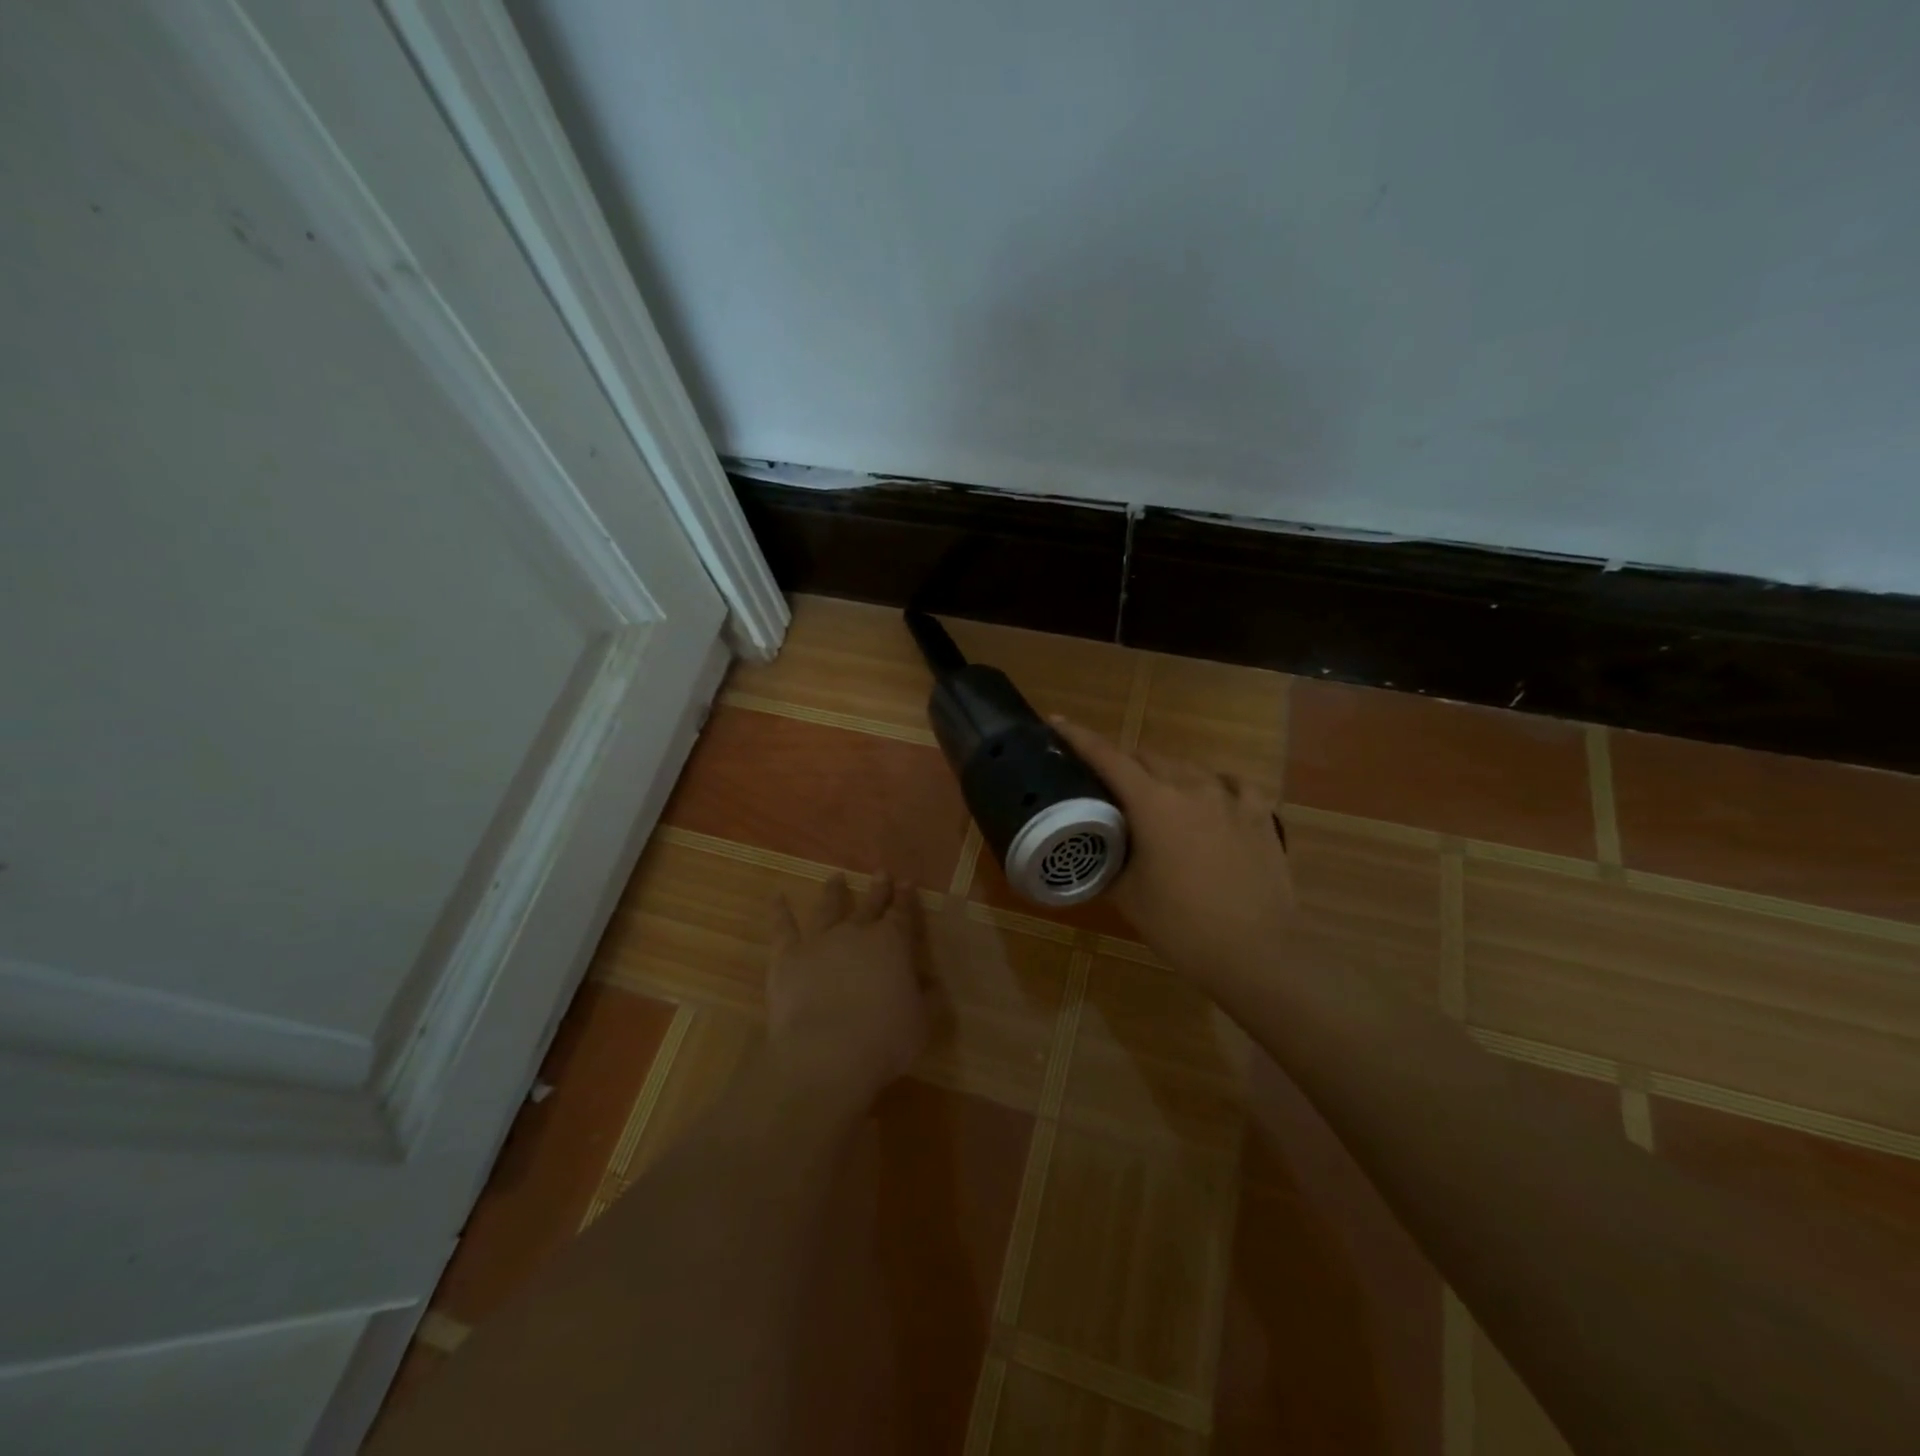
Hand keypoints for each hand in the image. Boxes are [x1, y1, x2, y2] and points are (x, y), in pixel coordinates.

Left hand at [766, 873, 928, 1108]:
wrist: (827, 1054)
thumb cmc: (884, 1039)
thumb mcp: (921, 1021)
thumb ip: (926, 997)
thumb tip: (930, 983)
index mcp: (892, 944)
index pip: (902, 914)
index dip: (906, 898)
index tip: (907, 882)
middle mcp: (856, 933)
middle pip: (869, 905)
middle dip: (877, 889)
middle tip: (880, 873)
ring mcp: (819, 942)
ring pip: (828, 909)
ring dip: (833, 892)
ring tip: (835, 877)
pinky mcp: (787, 958)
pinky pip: (782, 929)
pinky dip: (779, 911)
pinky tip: (776, 897)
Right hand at [1054, 718, 1295, 979]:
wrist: (1255, 952)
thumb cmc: (1181, 925)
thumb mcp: (1127, 895)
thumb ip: (1107, 858)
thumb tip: (1094, 845)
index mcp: (1153, 802)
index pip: (1108, 757)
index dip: (1079, 738)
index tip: (1057, 723)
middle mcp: (1191, 786)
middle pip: (1147, 757)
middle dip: (1122, 763)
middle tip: (1106, 784)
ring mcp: (1231, 797)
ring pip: (1187, 767)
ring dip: (1164, 774)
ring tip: (1156, 797)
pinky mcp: (1260, 813)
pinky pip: (1230, 783)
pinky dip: (1212, 786)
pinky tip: (1211, 801)